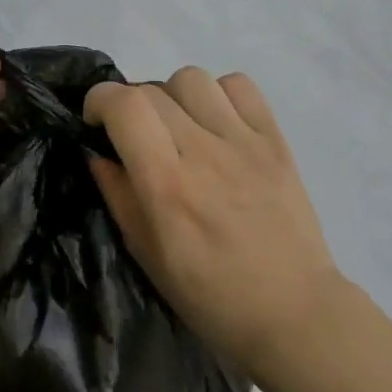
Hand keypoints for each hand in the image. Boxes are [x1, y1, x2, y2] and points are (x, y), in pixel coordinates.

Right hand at [83, 68, 343, 380]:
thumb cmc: (211, 295)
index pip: (123, 104)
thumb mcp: (146, 254)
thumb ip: (117, 194)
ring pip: (191, 78)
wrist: (295, 313)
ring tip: (179, 127)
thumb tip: (96, 151)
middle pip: (150, 90)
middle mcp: (203, 151)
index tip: (97, 123)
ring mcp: (243, 142)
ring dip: (173, 97)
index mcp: (167, 184)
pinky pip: (239, 85)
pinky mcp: (275, 140)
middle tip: (138, 137)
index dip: (99, 101)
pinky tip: (217, 124)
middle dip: (130, 106)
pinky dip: (219, 95)